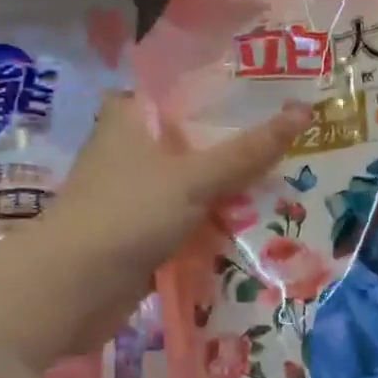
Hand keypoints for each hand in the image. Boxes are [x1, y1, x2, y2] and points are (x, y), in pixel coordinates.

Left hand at [0, 93, 307, 368]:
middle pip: (194, 140)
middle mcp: (131, 150)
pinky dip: (214, 224)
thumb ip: (248, 151)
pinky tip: (256, 225)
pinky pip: (187, 221)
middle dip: (238, 147)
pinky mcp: (140, 233)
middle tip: (294, 144)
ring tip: (288, 184)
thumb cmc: (129, 214)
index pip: (184, 89)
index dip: (227, 91)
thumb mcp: (194, 178)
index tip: (274, 93)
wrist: (73, 288)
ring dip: (230, 191)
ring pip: (193, 184)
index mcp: (131, 117)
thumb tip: (304, 112)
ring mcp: (135, 195)